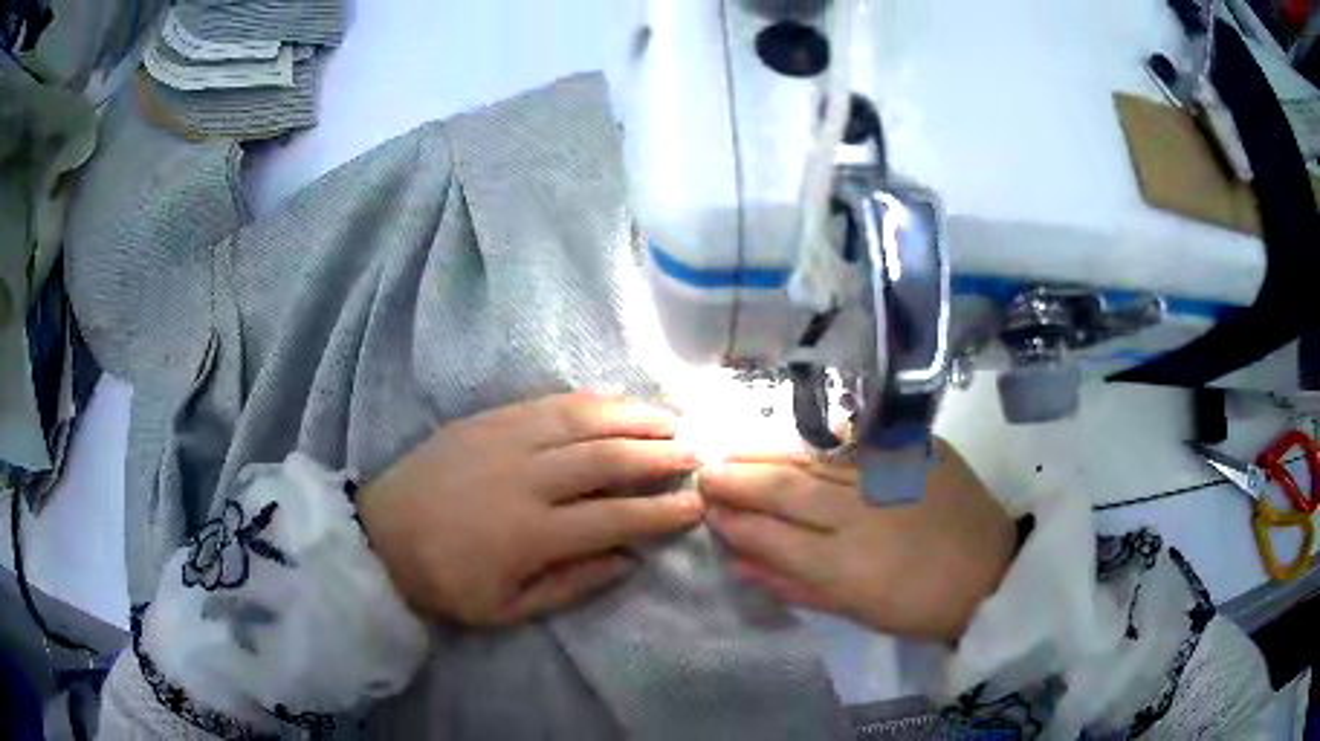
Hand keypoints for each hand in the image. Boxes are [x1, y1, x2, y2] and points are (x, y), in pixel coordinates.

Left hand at [358, 390, 702, 626]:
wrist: (381, 535)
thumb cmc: (446, 582)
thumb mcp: (507, 609)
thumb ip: (573, 586)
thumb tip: (629, 560)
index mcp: (532, 533)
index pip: (615, 517)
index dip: (661, 511)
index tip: (695, 505)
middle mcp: (525, 478)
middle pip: (607, 458)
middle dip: (659, 455)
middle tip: (695, 453)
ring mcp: (504, 440)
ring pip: (582, 419)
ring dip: (632, 417)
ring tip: (668, 418)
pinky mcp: (486, 419)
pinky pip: (546, 402)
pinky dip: (588, 399)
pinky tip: (614, 397)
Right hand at [699, 438, 1014, 641]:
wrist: (990, 570)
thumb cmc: (918, 605)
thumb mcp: (852, 610)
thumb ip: (792, 584)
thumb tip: (738, 560)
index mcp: (843, 565)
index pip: (768, 534)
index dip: (731, 519)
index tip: (705, 507)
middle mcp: (860, 512)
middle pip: (783, 487)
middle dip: (736, 477)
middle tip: (706, 470)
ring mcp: (887, 473)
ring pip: (812, 455)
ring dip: (765, 449)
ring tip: (733, 447)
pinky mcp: (914, 448)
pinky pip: (854, 436)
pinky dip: (817, 435)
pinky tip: (791, 433)